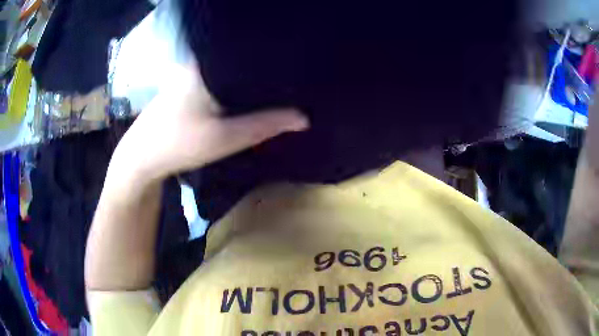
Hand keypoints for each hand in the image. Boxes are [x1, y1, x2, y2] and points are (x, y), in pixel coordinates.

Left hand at [108, 63, 308, 182]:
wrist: (141, 158)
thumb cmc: (178, 145)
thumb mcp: (225, 138)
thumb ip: (265, 126)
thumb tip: (303, 118)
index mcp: (207, 64)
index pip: (249, 51)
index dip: (275, 60)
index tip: (297, 69)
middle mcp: (199, 62)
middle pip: (240, 61)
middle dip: (264, 71)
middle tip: (292, 80)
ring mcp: (191, 73)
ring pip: (229, 71)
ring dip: (249, 80)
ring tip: (277, 86)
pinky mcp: (187, 85)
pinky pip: (218, 80)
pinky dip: (234, 87)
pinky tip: (246, 95)